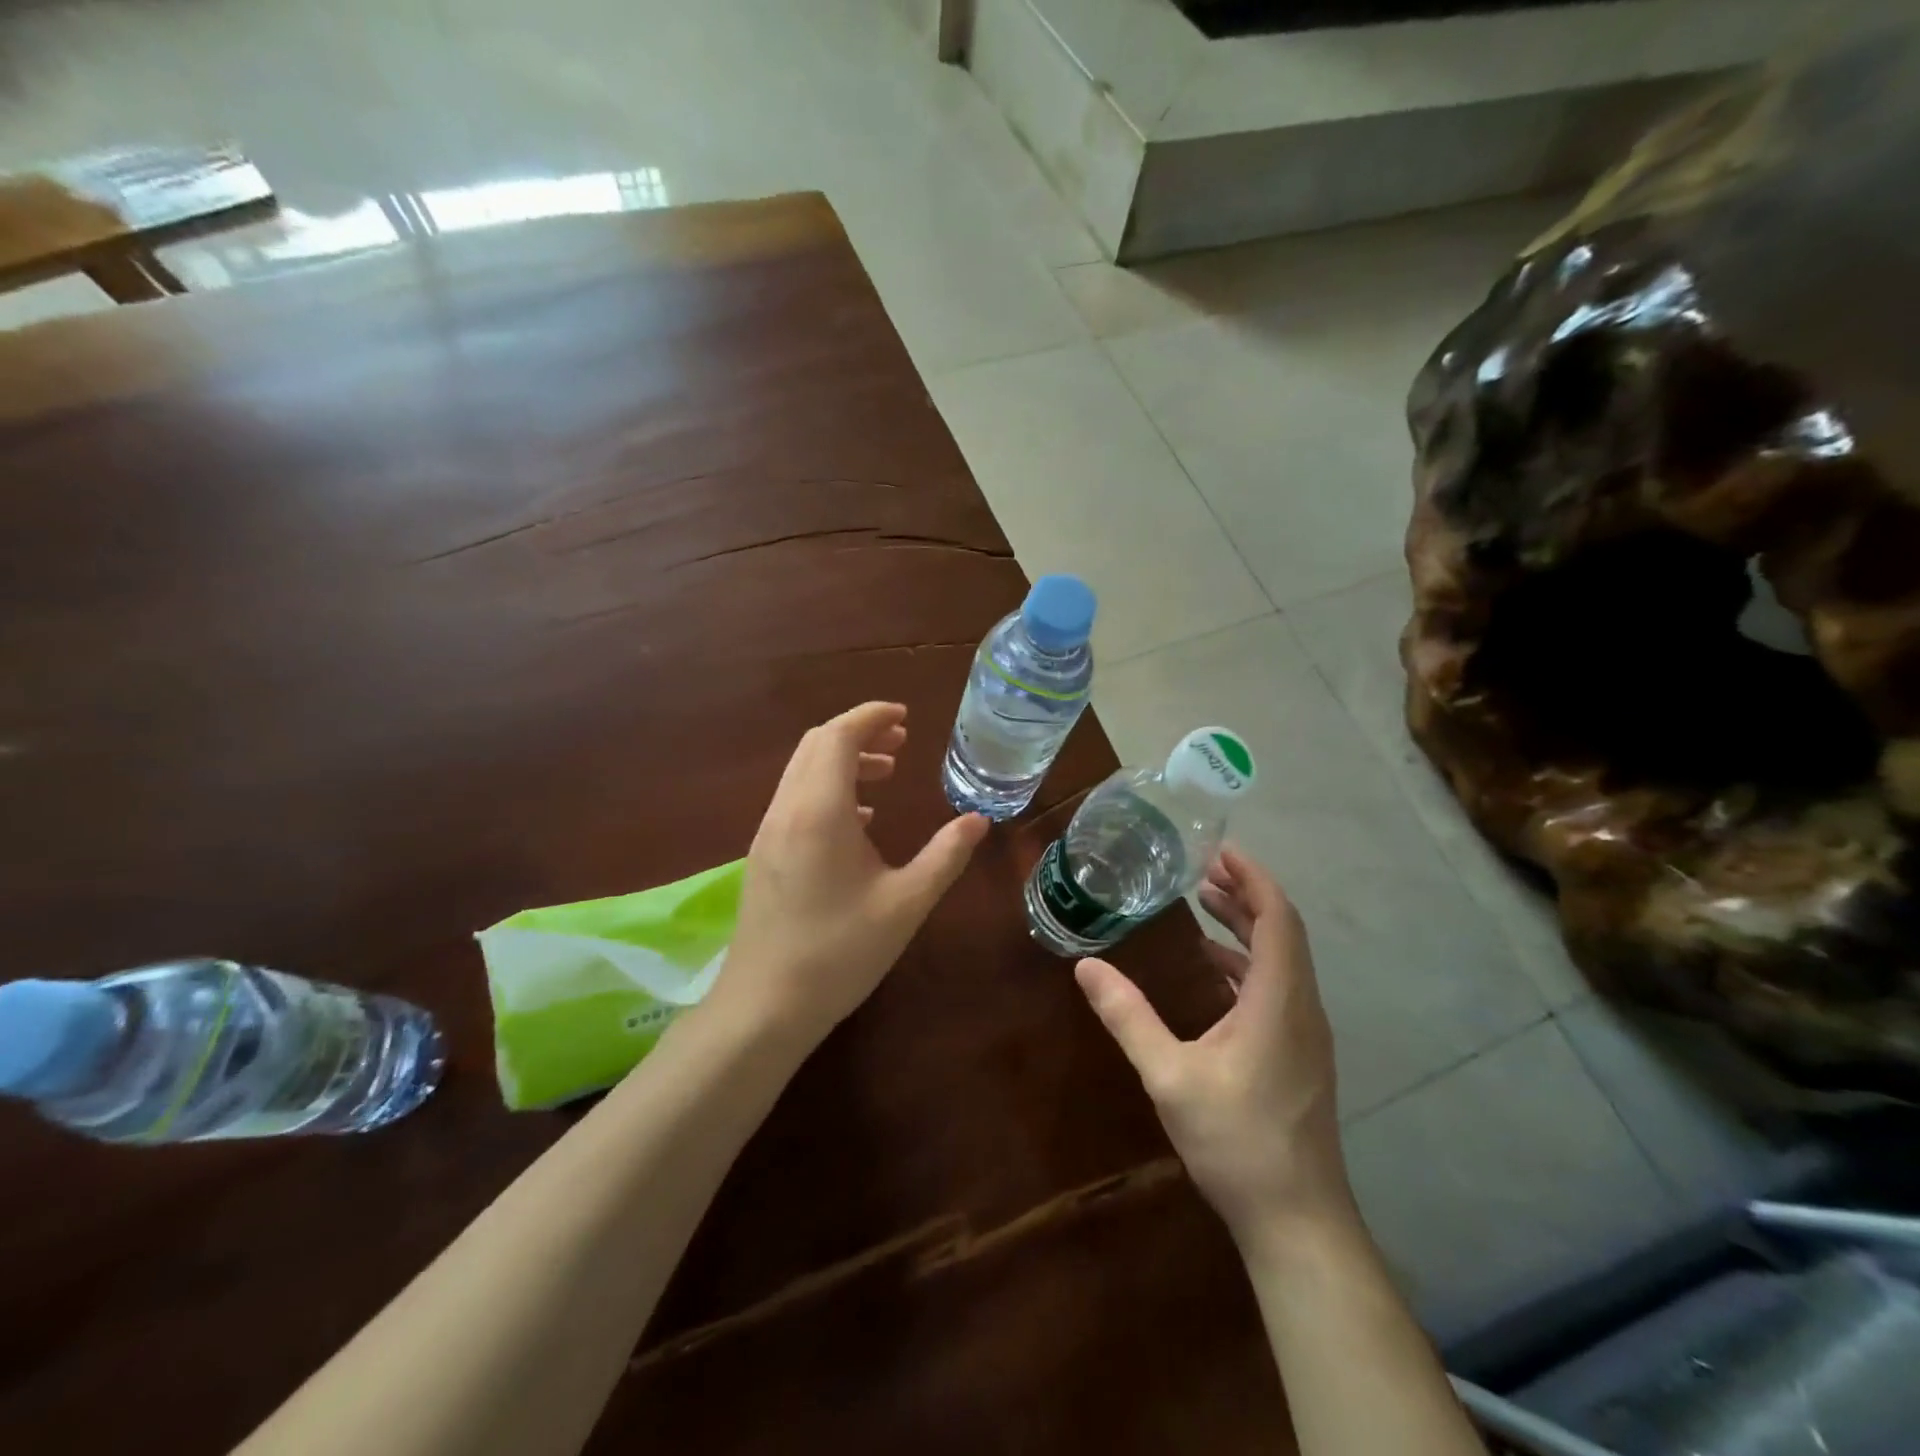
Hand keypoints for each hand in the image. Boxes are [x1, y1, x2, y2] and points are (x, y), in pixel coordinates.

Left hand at [715, 702, 988, 1048]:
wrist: (764, 1005)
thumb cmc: (840, 952)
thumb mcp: (906, 903)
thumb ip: (945, 856)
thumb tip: (978, 820)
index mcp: (820, 810)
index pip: (838, 735)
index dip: (872, 716)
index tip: (906, 717)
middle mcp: (787, 809)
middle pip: (817, 744)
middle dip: (859, 733)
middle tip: (902, 744)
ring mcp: (768, 832)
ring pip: (803, 771)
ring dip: (843, 760)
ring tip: (887, 775)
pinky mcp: (763, 854)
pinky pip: (796, 799)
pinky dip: (828, 789)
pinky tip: (861, 822)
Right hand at [1074, 847, 1355, 1245]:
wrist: (1297, 1221)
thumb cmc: (1237, 1141)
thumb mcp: (1170, 1076)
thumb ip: (1128, 1017)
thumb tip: (1086, 966)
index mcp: (1280, 1000)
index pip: (1277, 916)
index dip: (1253, 877)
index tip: (1219, 848)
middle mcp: (1302, 1006)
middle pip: (1282, 930)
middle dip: (1245, 893)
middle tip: (1200, 867)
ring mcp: (1305, 1032)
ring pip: (1282, 958)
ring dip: (1247, 925)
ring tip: (1203, 902)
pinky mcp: (1299, 1053)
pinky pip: (1277, 986)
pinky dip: (1247, 961)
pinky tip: (1213, 968)